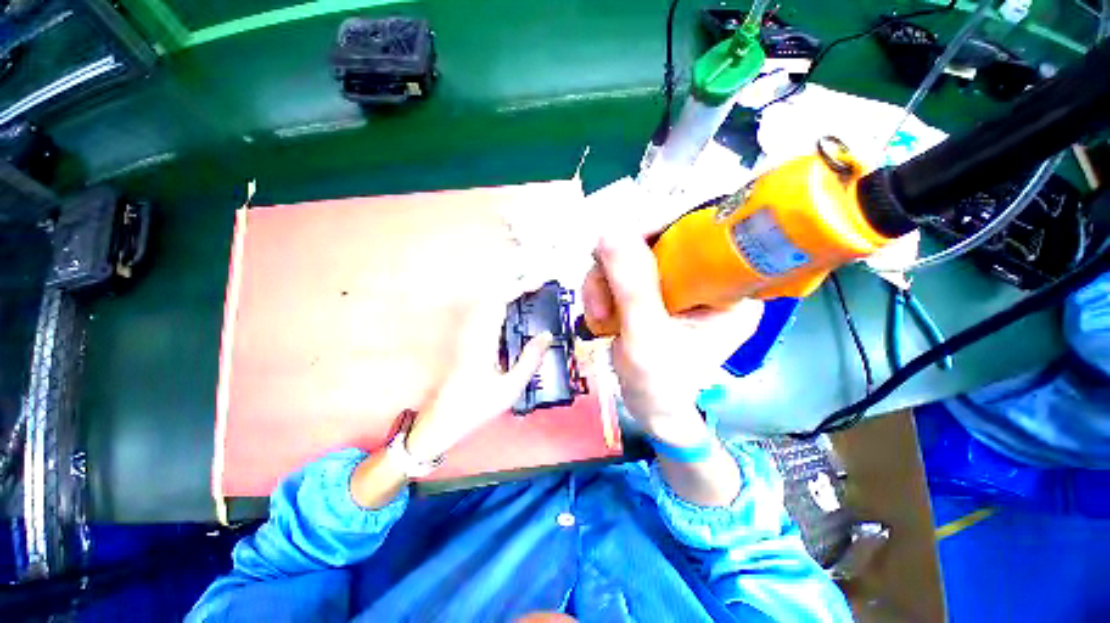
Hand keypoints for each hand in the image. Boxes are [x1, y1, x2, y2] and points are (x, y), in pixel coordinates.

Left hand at [406, 285, 551, 461]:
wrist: (443, 419)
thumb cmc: (476, 406)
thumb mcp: (510, 388)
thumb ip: (529, 360)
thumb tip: (546, 335)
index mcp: (483, 340)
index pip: (500, 301)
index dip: (520, 287)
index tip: (539, 282)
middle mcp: (472, 331)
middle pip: (492, 295)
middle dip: (516, 285)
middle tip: (538, 284)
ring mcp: (467, 334)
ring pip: (487, 302)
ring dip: (508, 293)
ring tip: (529, 293)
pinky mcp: (466, 339)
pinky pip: (485, 313)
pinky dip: (501, 305)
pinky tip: (513, 312)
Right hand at [582, 231, 762, 446]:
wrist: (651, 409)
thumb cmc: (659, 385)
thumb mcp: (645, 337)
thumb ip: (631, 285)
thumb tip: (610, 229)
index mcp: (729, 287)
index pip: (697, 232)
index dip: (652, 229)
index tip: (617, 249)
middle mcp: (707, 277)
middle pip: (655, 241)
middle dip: (616, 269)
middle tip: (599, 303)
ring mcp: (679, 282)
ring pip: (631, 255)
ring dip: (603, 283)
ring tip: (598, 318)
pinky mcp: (656, 290)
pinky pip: (622, 271)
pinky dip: (603, 290)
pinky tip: (601, 316)